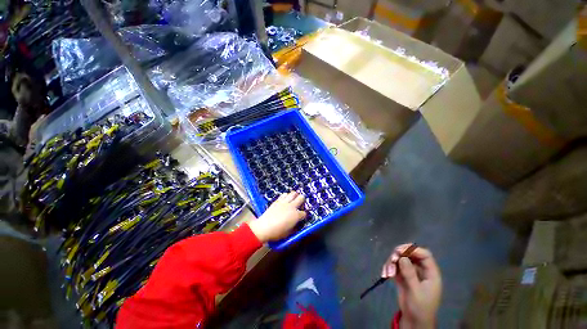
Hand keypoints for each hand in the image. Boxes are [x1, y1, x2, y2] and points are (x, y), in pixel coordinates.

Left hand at [248, 191, 305, 242]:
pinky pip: (284, 194)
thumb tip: (296, 224)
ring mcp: (284, 202)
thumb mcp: (289, 233)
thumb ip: (294, 227)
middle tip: (299, 206)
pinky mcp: (277, 200)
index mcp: (296, 215)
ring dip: (295, 196)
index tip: (300, 218)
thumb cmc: (277, 233)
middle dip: (302, 201)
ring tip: (293, 201)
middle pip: (301, 198)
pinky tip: (285, 200)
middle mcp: (292, 206)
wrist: (264, 227)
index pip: (304, 213)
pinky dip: (286, 196)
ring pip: (293, 193)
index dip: (303, 216)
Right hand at [382, 244, 441, 328]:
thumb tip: (402, 257)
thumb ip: (410, 274)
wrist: (414, 321)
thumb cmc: (420, 307)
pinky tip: (385, 274)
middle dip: (399, 255)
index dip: (413, 249)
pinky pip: (394, 266)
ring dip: (392, 263)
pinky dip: (389, 268)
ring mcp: (410, 272)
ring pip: (400, 259)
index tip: (399, 251)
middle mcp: (420, 270)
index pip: (424, 255)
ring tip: (387, 272)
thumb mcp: (416, 291)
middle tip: (391, 259)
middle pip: (410, 254)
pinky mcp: (402, 276)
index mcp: (430, 273)